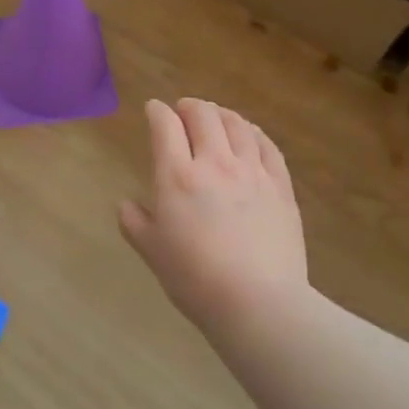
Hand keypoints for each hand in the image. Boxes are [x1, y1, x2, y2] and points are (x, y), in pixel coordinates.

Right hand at [119, 98, 308, 328]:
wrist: (257, 302)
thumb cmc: (195, 278)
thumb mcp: (151, 251)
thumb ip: (134, 222)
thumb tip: (127, 204)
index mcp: (177, 176)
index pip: (165, 126)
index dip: (157, 112)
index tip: (153, 109)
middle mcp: (215, 163)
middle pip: (204, 117)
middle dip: (190, 106)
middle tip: (183, 109)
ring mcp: (253, 172)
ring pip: (238, 125)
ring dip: (222, 114)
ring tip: (216, 115)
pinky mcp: (281, 187)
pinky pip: (268, 147)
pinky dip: (254, 133)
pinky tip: (251, 134)